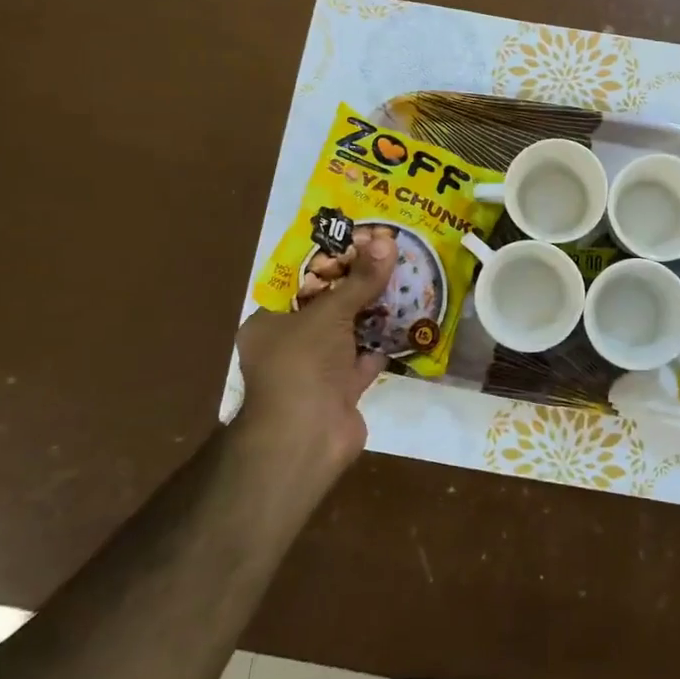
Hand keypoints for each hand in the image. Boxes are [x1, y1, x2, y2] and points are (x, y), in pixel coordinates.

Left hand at [232, 231, 397, 489]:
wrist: (306, 440)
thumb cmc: (302, 365)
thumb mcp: (330, 313)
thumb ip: (360, 280)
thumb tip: (387, 241)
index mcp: (270, 321)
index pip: (299, 280)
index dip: (329, 259)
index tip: (358, 239)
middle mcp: (290, 343)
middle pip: (327, 305)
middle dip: (357, 283)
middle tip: (388, 254)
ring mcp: (316, 369)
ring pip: (348, 331)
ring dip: (374, 311)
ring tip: (404, 278)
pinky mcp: (341, 390)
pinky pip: (365, 358)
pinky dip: (384, 343)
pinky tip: (409, 319)